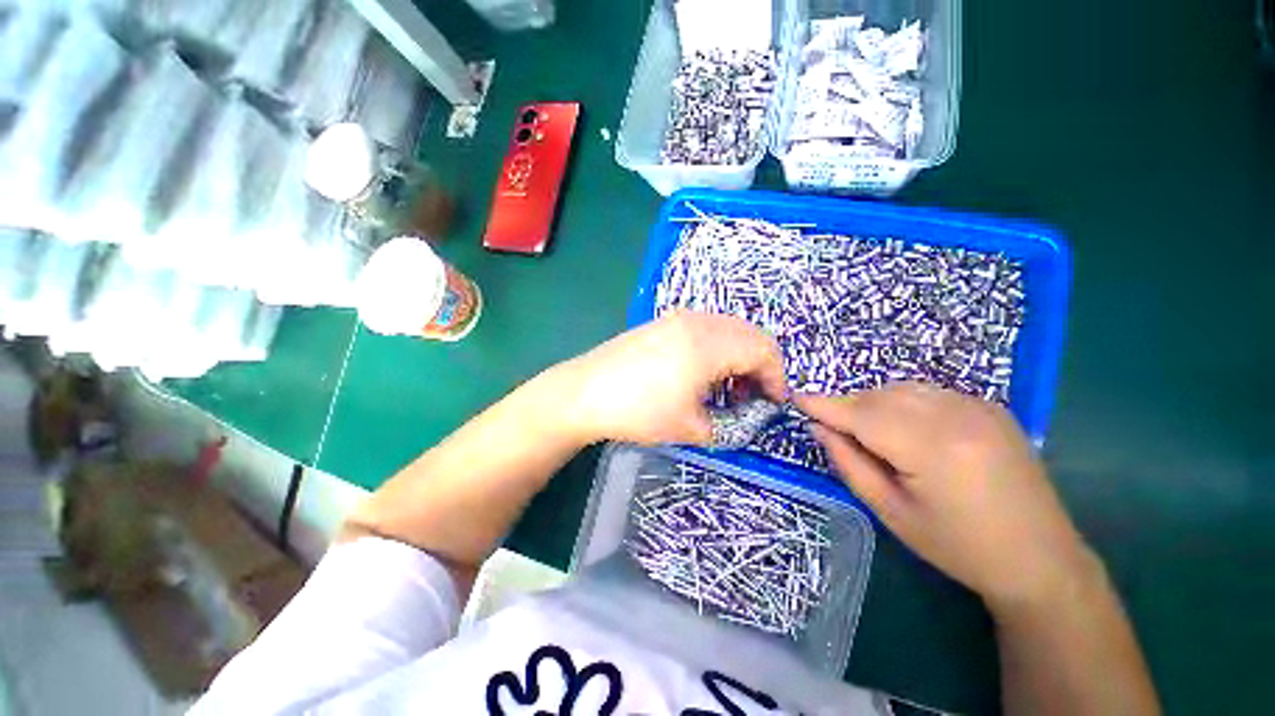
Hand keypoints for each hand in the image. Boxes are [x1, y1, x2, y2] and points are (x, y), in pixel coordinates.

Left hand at [553, 312, 785, 445]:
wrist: (585, 392)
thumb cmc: (639, 411)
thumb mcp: (691, 427)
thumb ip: (731, 424)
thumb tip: (747, 418)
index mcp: (710, 343)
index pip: (764, 351)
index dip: (776, 378)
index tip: (773, 404)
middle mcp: (699, 321)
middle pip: (750, 335)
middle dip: (760, 366)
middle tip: (752, 398)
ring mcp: (678, 318)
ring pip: (728, 330)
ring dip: (738, 356)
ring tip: (726, 389)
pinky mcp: (664, 322)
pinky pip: (706, 329)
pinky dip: (717, 349)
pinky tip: (702, 374)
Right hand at [797, 383, 1094, 610]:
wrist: (1041, 558)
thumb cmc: (958, 546)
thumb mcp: (891, 512)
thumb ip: (849, 464)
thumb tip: (819, 428)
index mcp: (932, 449)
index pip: (861, 415)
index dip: (824, 405)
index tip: (795, 398)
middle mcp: (957, 416)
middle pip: (879, 397)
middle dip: (847, 406)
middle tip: (830, 426)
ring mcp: (979, 407)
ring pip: (902, 389)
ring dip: (873, 402)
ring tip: (866, 430)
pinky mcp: (991, 407)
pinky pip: (929, 392)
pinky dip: (902, 401)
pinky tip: (904, 425)